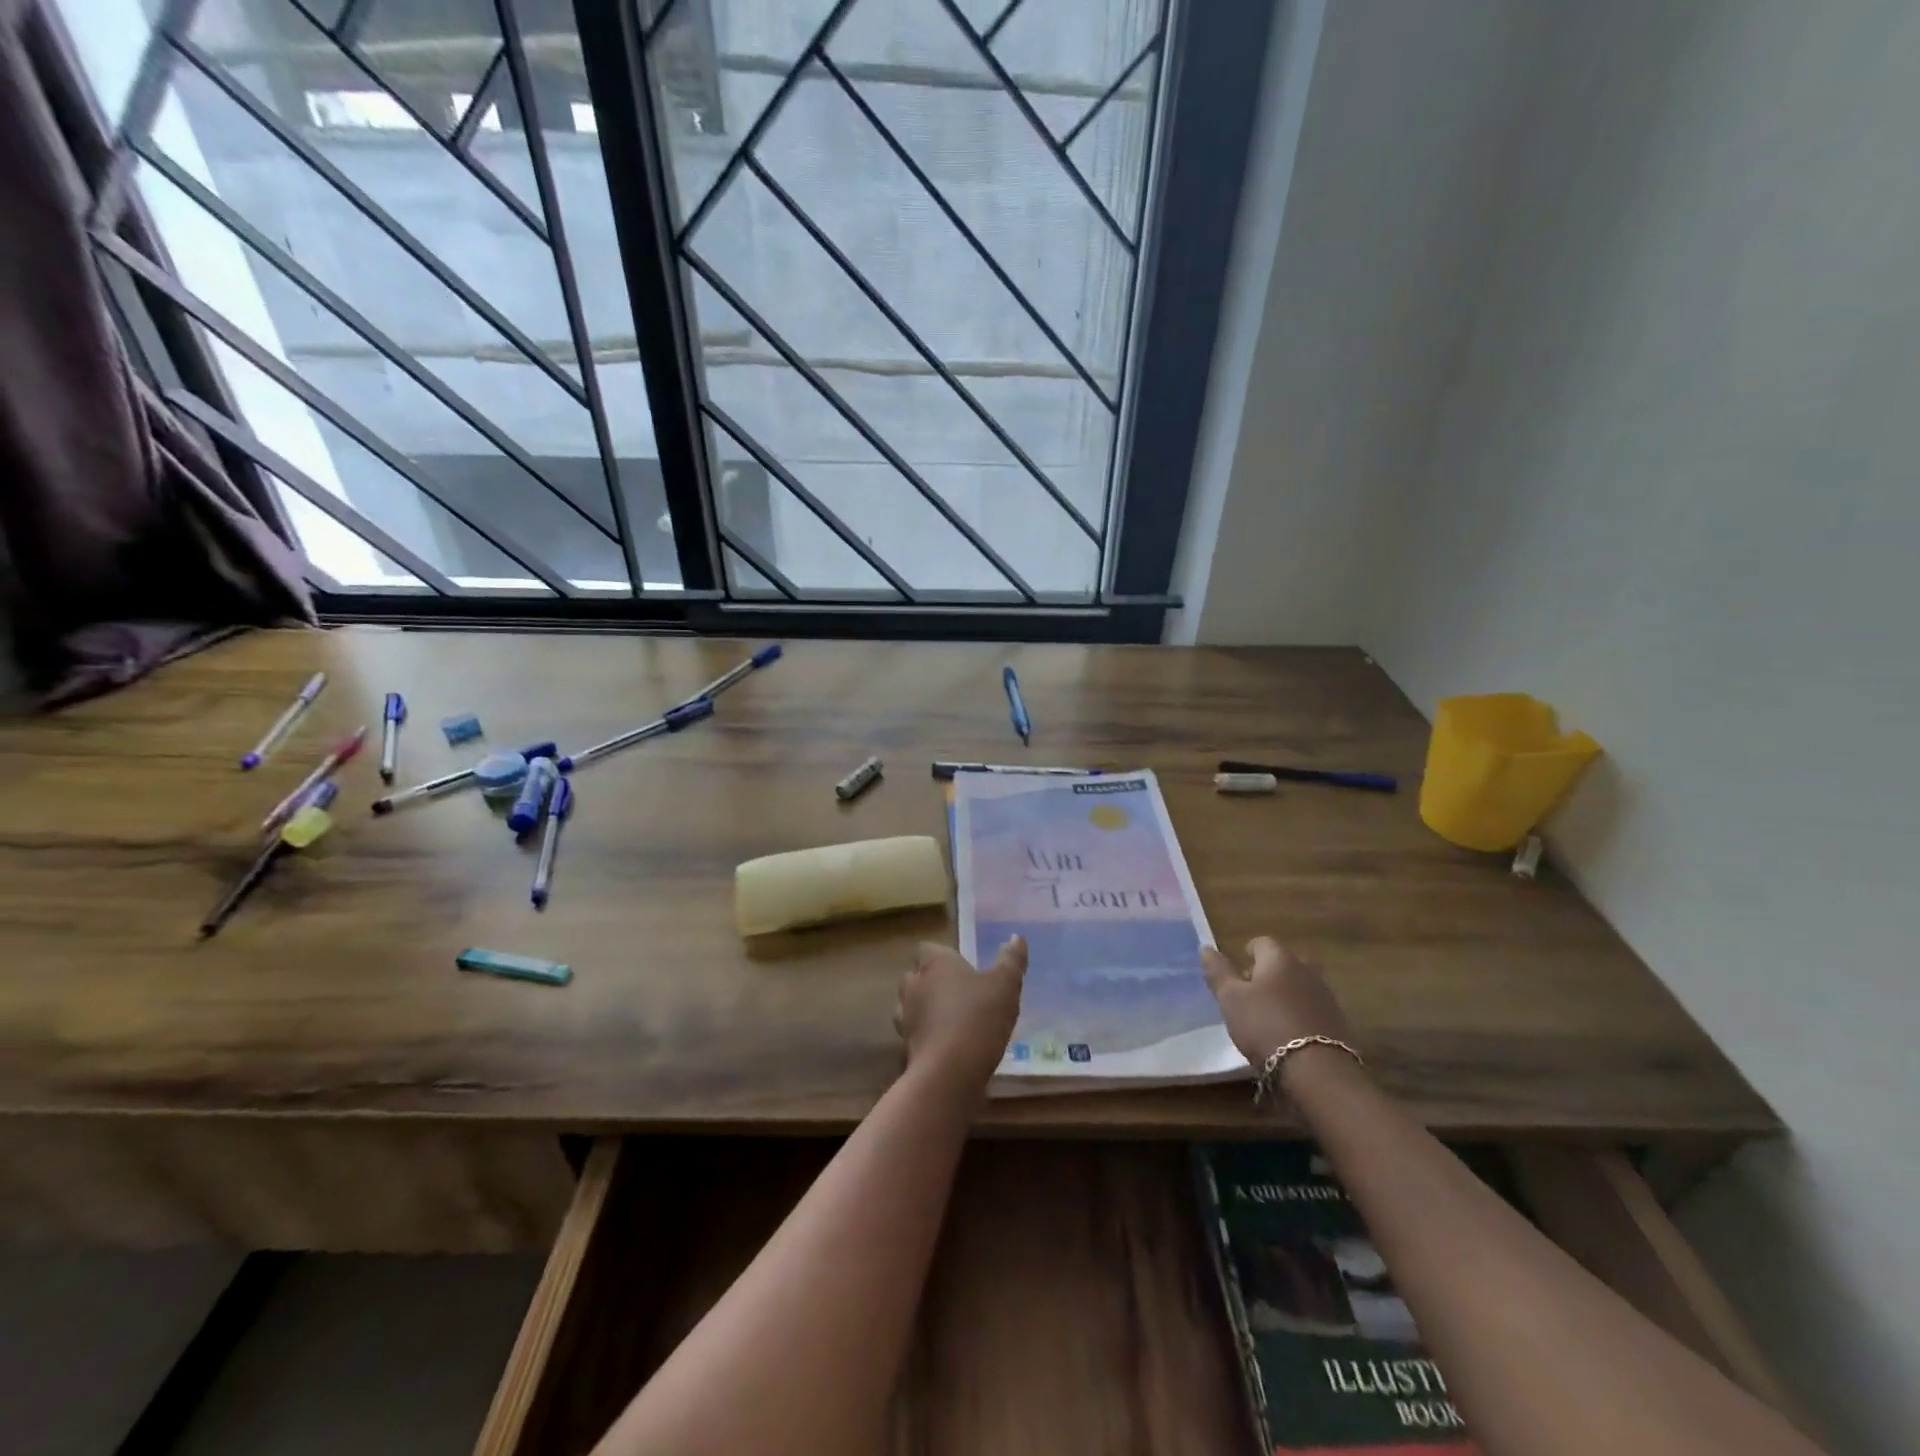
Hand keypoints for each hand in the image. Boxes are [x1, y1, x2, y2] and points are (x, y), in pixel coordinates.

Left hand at [896, 938, 1026, 1091]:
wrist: (949, 1072)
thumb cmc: (979, 1018)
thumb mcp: (1005, 985)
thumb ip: (1011, 960)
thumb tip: (1017, 937)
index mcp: (935, 963)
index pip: (927, 949)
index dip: (942, 956)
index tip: (960, 966)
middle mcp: (913, 985)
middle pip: (915, 976)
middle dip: (931, 982)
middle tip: (958, 993)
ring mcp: (905, 1017)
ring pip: (910, 1005)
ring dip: (924, 1009)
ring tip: (950, 1020)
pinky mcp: (905, 1047)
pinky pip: (914, 1034)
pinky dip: (926, 1036)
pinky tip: (945, 1045)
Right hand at [1201, 937, 1356, 1067]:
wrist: (1316, 1070)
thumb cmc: (1265, 1025)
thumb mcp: (1231, 999)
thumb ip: (1218, 972)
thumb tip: (1206, 948)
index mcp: (1280, 959)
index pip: (1263, 942)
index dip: (1249, 951)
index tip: (1240, 966)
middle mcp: (1307, 971)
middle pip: (1286, 963)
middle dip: (1271, 972)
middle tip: (1252, 991)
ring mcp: (1326, 997)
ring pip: (1301, 986)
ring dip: (1287, 994)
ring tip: (1269, 1014)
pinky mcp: (1337, 1024)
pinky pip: (1313, 1009)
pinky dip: (1300, 1014)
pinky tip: (1290, 1033)